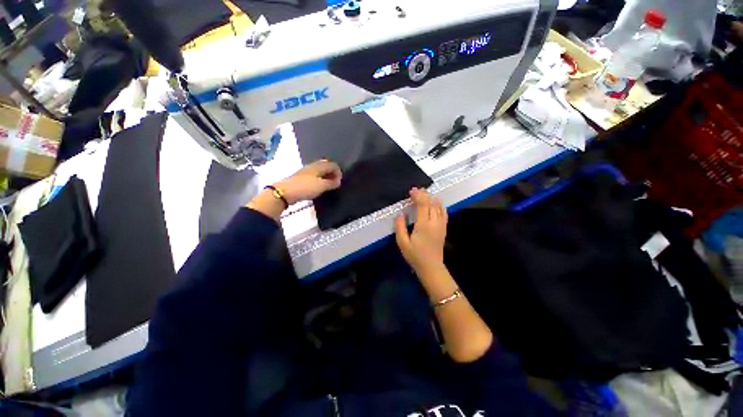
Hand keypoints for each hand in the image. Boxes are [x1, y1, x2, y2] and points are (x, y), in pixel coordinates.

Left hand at [247, 160, 340, 220]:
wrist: (285, 192)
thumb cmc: (305, 187)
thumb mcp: (321, 186)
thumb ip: (331, 183)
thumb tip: (338, 181)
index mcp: (319, 166)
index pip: (333, 164)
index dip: (338, 172)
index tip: (339, 182)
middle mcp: (313, 166)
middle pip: (326, 166)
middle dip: (332, 173)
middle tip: (335, 183)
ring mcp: (306, 171)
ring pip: (320, 171)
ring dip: (326, 177)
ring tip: (328, 186)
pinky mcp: (301, 177)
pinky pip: (314, 175)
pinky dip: (320, 179)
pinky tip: (319, 187)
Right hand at [395, 188, 447, 275]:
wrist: (431, 267)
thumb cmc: (415, 255)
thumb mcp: (402, 243)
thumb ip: (400, 227)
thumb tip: (400, 213)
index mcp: (423, 225)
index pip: (423, 204)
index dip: (417, 195)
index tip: (411, 191)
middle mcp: (434, 222)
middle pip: (431, 203)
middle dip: (424, 194)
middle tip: (416, 190)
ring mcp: (441, 225)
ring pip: (439, 206)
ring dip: (432, 198)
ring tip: (425, 194)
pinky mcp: (444, 228)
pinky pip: (444, 213)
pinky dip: (440, 205)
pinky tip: (436, 203)